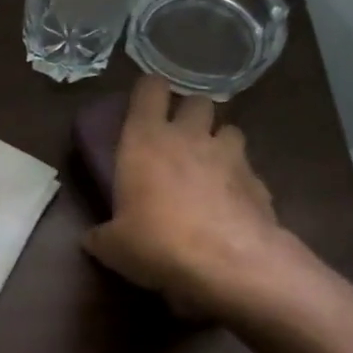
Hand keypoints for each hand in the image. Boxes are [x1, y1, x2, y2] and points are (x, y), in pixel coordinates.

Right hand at [83, 76, 286, 317]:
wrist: (229, 263)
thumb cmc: (157, 243)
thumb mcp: (113, 247)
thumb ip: (101, 236)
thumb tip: (93, 238)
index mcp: (146, 141)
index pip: (149, 89)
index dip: (148, 93)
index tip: (144, 107)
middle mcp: (189, 136)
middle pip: (197, 101)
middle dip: (189, 115)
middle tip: (179, 140)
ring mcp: (230, 155)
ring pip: (228, 130)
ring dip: (218, 143)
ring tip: (209, 170)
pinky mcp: (259, 181)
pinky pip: (247, 169)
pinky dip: (239, 181)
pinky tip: (230, 206)